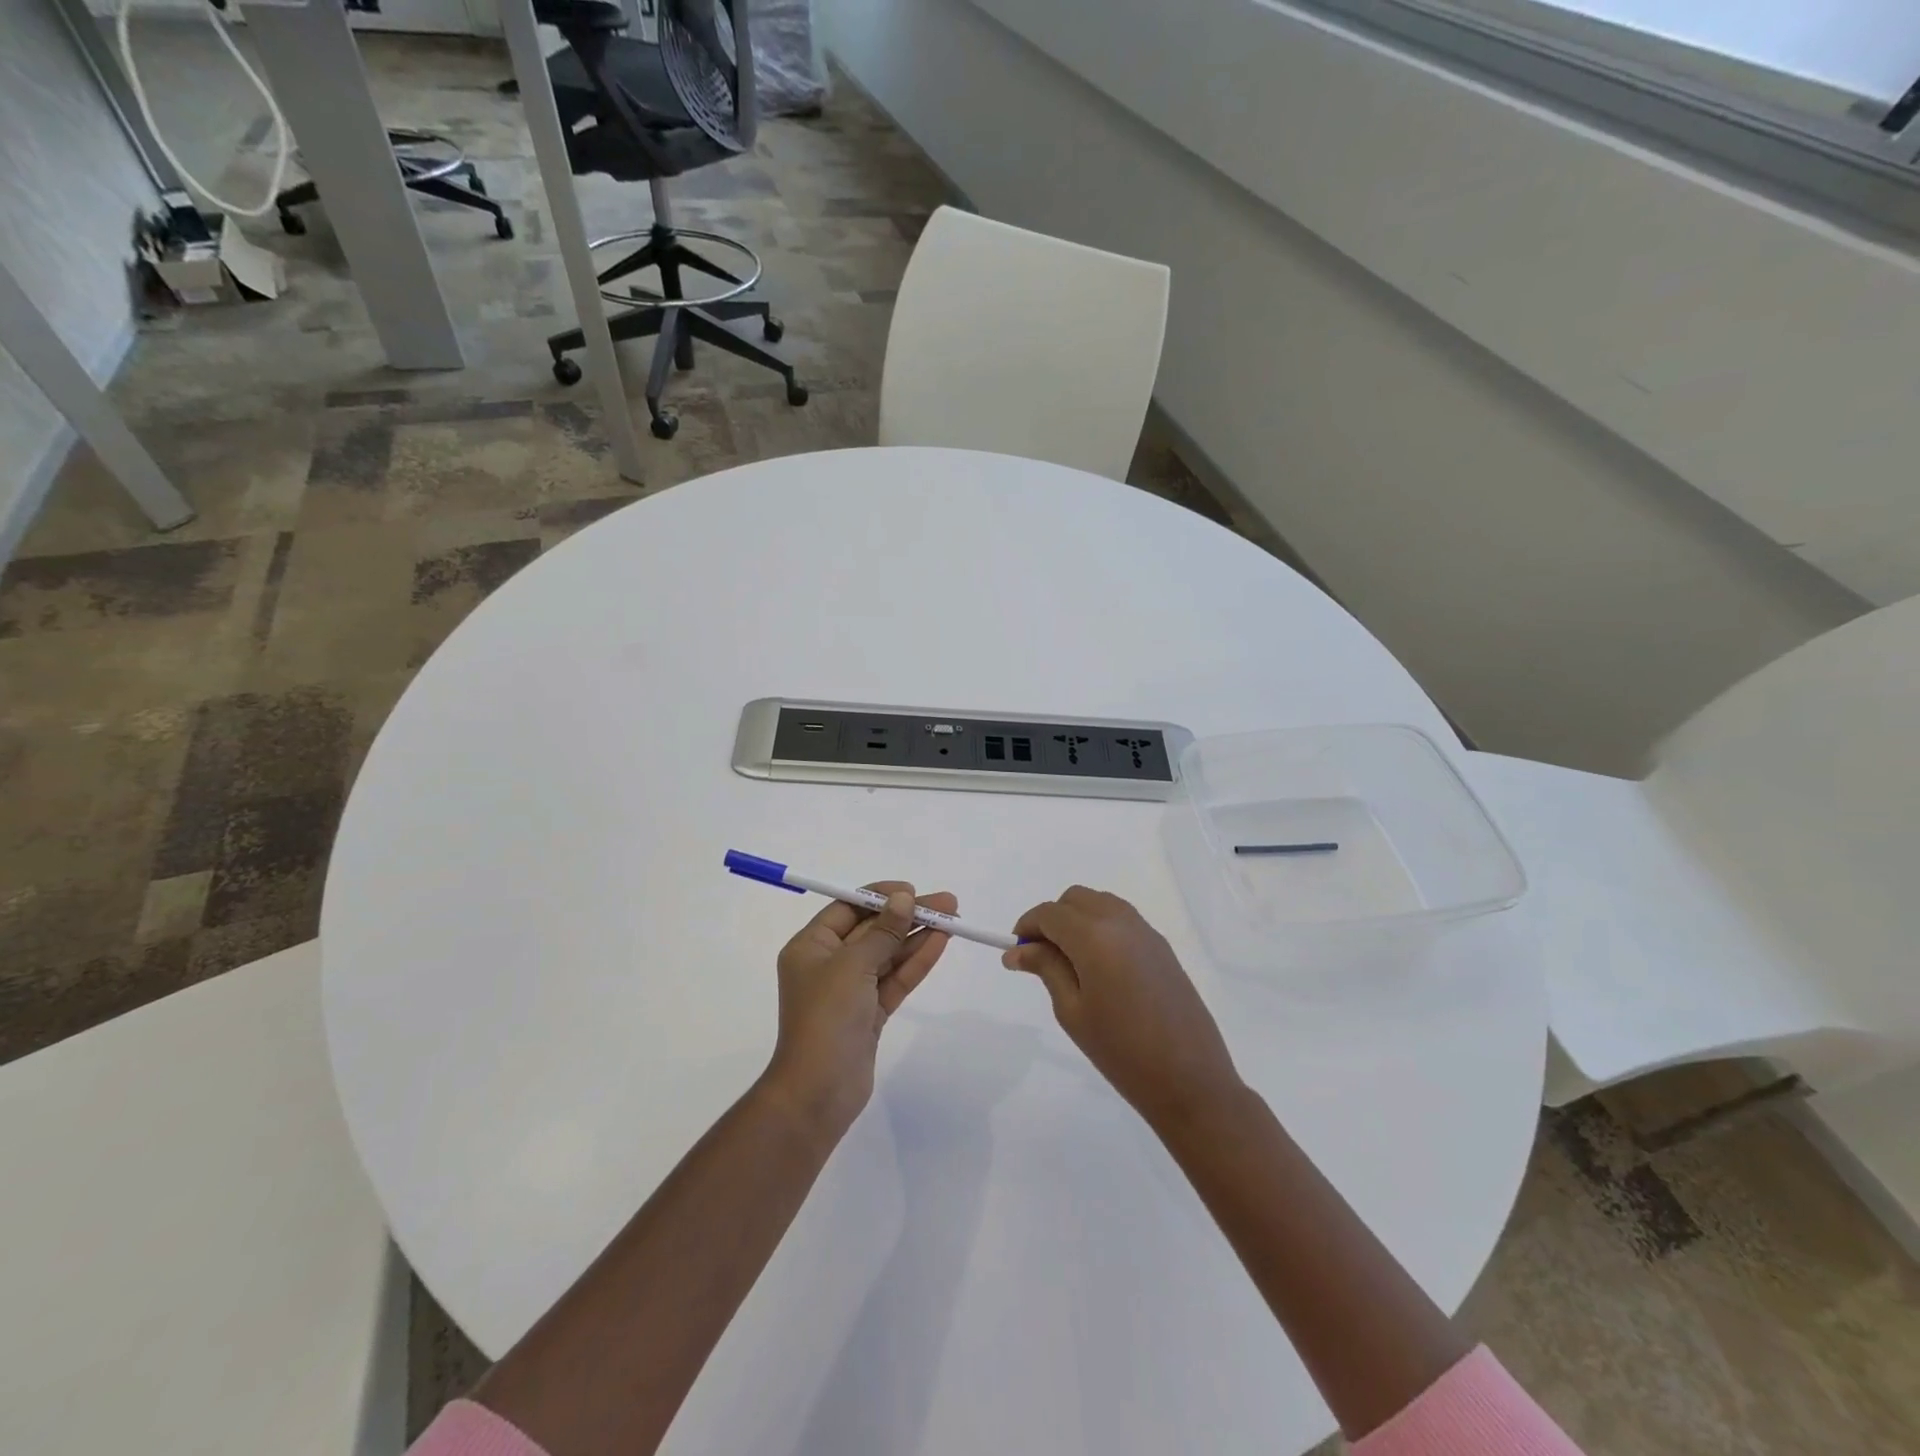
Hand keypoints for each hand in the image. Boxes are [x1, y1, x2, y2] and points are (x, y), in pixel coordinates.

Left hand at [764, 883, 956, 1137]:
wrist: (818, 1093)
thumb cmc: (826, 1018)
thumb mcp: (853, 966)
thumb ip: (882, 931)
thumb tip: (903, 899)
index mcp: (811, 947)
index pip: (847, 908)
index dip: (880, 897)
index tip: (912, 891)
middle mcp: (828, 964)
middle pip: (872, 930)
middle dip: (908, 915)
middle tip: (947, 903)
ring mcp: (850, 990)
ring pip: (888, 954)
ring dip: (918, 937)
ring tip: (954, 920)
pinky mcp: (869, 1014)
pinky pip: (895, 979)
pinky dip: (916, 962)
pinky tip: (941, 943)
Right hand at [1004, 886, 1243, 1129]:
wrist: (1190, 1080)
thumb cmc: (1121, 1050)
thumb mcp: (1072, 1011)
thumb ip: (1046, 969)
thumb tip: (1017, 950)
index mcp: (1094, 936)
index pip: (1050, 913)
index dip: (1027, 926)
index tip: (1016, 952)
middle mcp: (1121, 922)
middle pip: (1075, 899)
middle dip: (1052, 919)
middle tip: (1040, 956)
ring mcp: (1146, 932)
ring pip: (1100, 904)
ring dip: (1078, 919)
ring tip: (1069, 962)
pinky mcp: (1162, 947)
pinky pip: (1122, 920)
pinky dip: (1102, 927)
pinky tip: (1100, 967)